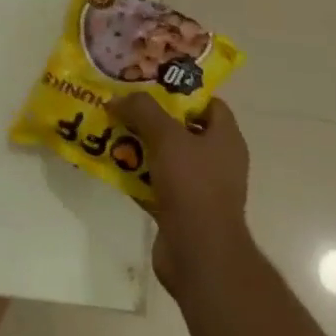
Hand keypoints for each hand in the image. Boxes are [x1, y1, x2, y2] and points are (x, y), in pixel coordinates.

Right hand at [109, 95, 250, 291]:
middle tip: (122, 103)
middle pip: (182, 128)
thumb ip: (142, 110)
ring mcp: (199, 187)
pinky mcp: (181, 209)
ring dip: (139, 144)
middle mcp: (216, 160)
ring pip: (164, 156)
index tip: (150, 82)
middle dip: (151, 116)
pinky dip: (135, 173)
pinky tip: (111, 163)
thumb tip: (118, 99)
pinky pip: (154, 182)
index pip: (209, 103)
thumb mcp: (166, 136)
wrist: (199, 253)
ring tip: (109, 129)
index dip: (182, 90)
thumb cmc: (192, 185)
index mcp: (225, 139)